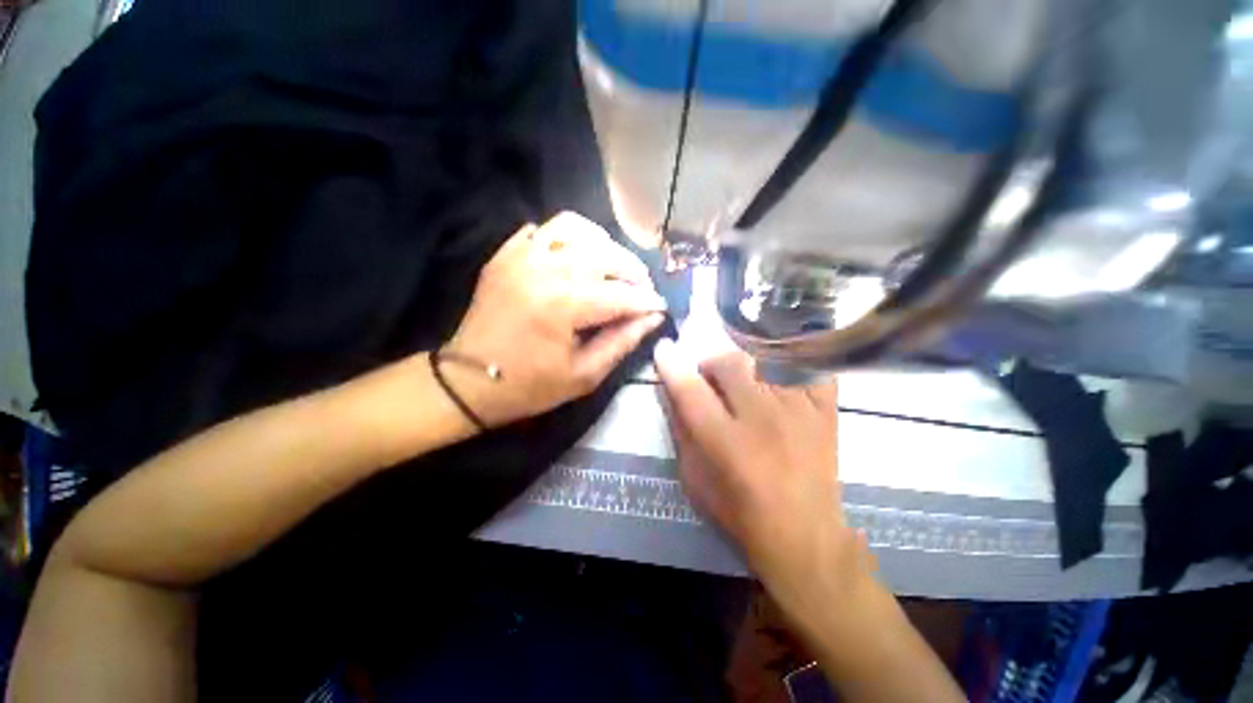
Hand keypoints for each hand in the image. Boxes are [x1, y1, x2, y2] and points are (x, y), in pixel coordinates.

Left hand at [444, 211, 665, 427]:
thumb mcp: (584, 375)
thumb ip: (622, 342)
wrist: (468, 381)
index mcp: (563, 305)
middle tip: (640, 288)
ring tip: (611, 267)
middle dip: (632, 269)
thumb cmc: (529, 386)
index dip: (646, 301)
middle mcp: (544, 270)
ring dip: (602, 244)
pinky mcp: (506, 255)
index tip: (660, 307)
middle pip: (604, 253)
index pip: (620, 295)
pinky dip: (568, 239)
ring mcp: (521, 257)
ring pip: (575, 228)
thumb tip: (652, 318)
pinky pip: (544, 230)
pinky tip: (575, 259)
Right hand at [653, 341, 868, 591]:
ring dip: (744, 362)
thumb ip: (680, 429)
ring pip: (765, 358)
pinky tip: (777, 373)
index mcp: (726, 442)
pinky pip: (806, 366)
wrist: (804, 535)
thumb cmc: (739, 511)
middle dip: (711, 363)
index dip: (672, 365)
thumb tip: (670, 389)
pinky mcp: (825, 410)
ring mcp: (799, 410)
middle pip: (730, 363)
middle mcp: (763, 420)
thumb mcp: (694, 477)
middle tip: (710, 378)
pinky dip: (788, 361)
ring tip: (743, 379)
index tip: (664, 349)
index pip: (690, 390)